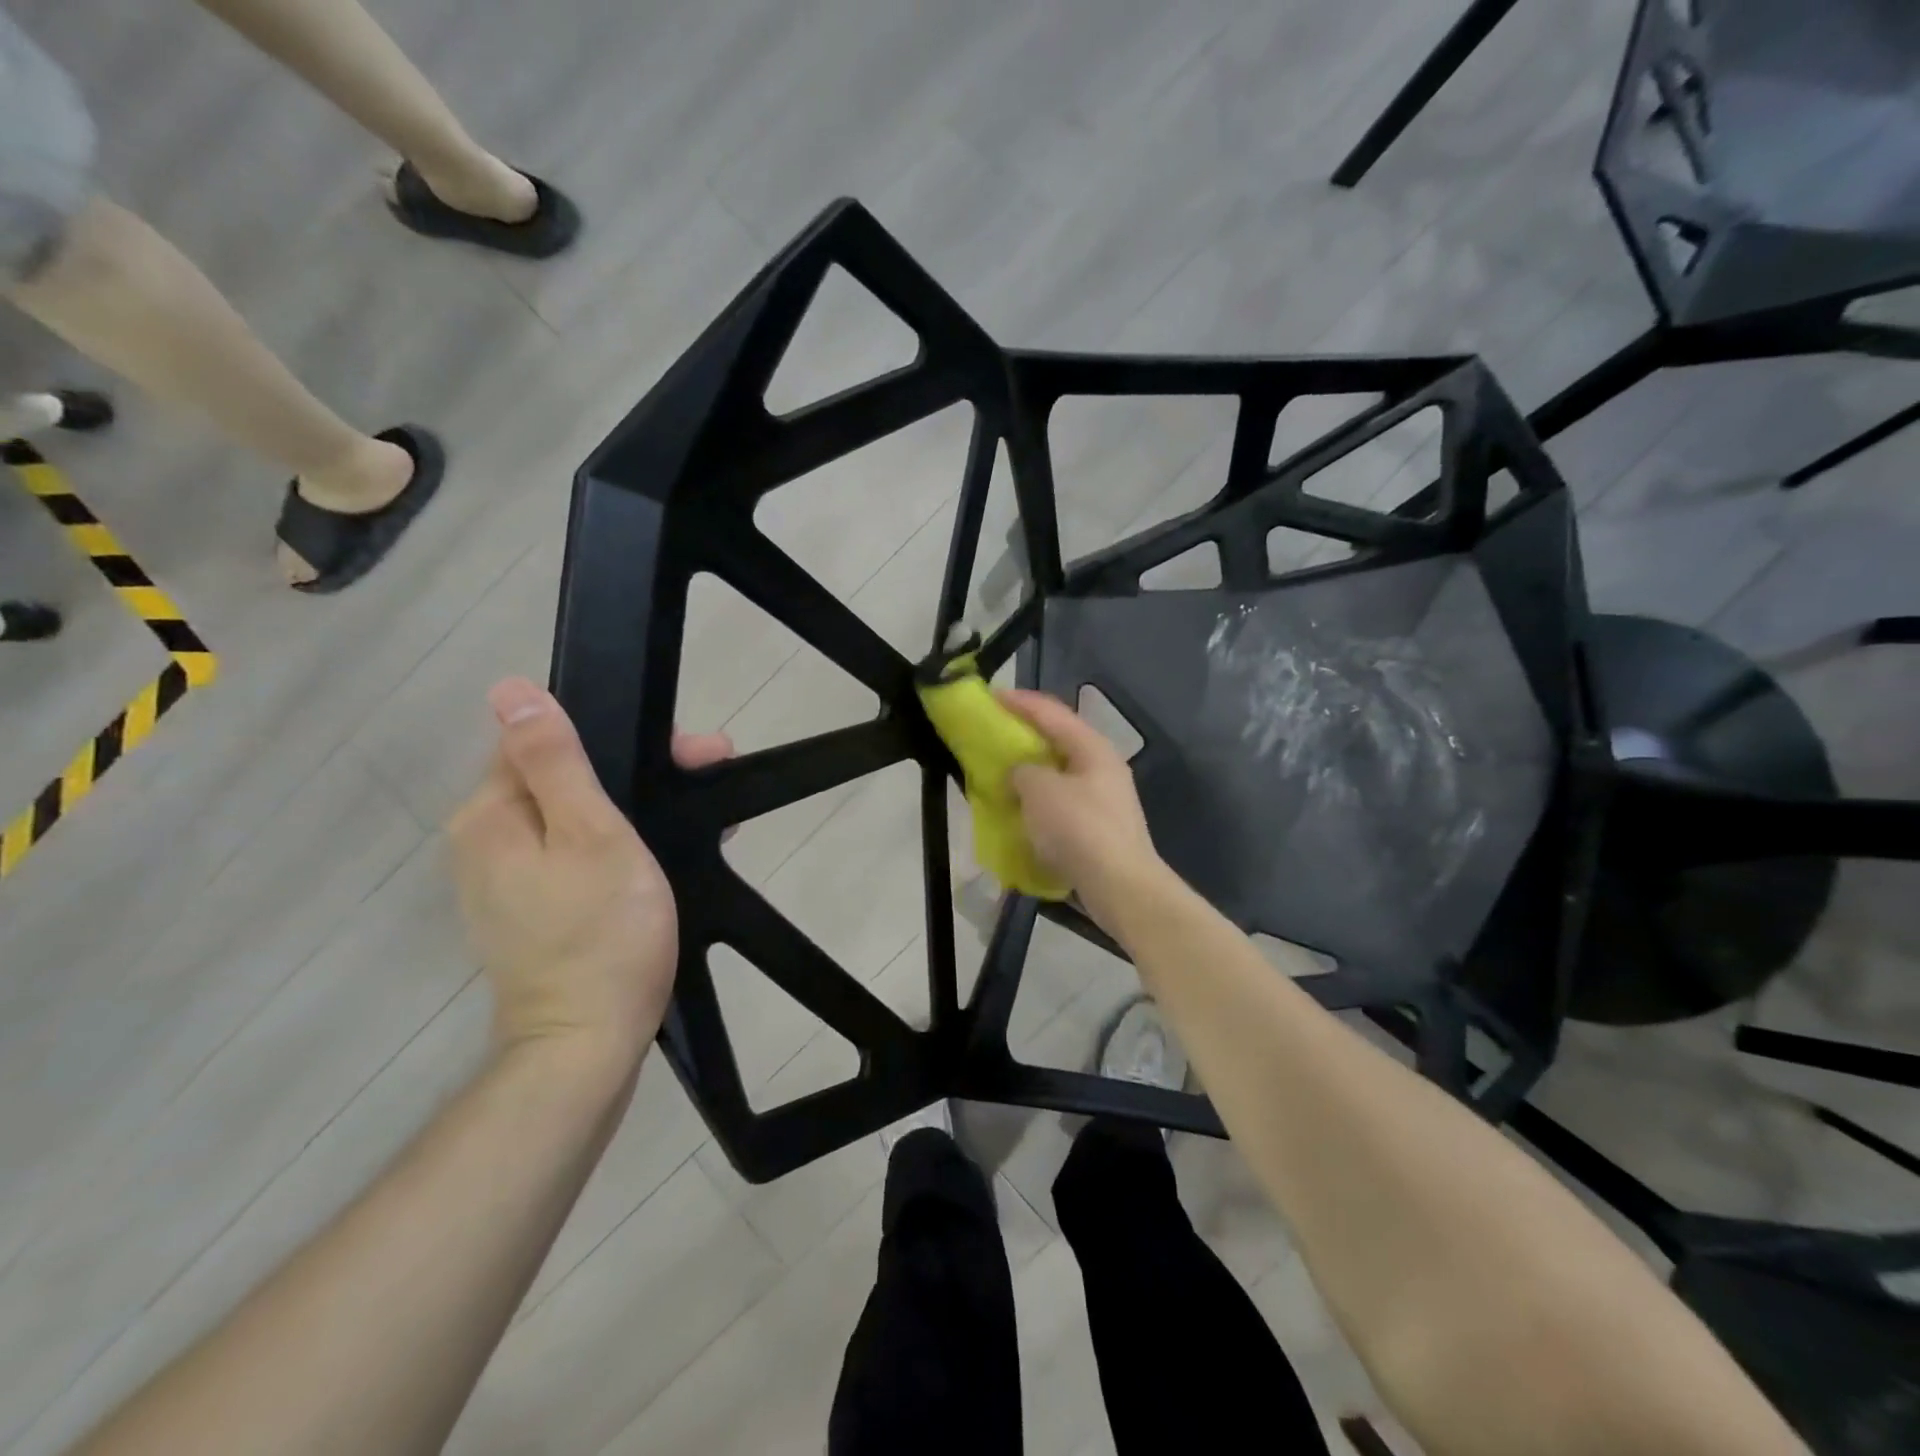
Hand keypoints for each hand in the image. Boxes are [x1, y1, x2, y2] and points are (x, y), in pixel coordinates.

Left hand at [449, 677, 732, 1072]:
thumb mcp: (592, 834)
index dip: (620, 737)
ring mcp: (507, 881)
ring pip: (576, 816)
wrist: (587, 1042)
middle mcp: (486, 841)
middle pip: (564, 778)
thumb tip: (510, 690)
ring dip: (637, 807)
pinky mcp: (533, 911)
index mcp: (492, 814)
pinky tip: (668, 850)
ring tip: (703, 813)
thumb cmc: (602, 931)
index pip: (549, 741)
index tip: (689, 750)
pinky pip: (578, 854)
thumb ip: (555, 760)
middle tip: (712, 771)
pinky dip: (622, 844)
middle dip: (637, 772)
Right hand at [998, 688, 1164, 929]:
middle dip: (1024, 736)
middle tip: (993, 735)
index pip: (1052, 712)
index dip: (1020, 702)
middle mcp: (1102, 767)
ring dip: (1030, 772)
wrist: (1121, 886)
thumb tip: (1021, 773)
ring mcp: (1104, 799)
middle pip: (1058, 741)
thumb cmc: (1080, 828)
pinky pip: (1062, 804)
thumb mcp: (1040, 790)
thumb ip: (1024, 771)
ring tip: (1001, 773)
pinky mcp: (1099, 828)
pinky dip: (1039, 802)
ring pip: (1060, 774)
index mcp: (1092, 748)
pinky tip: (1021, 810)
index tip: (990, 697)